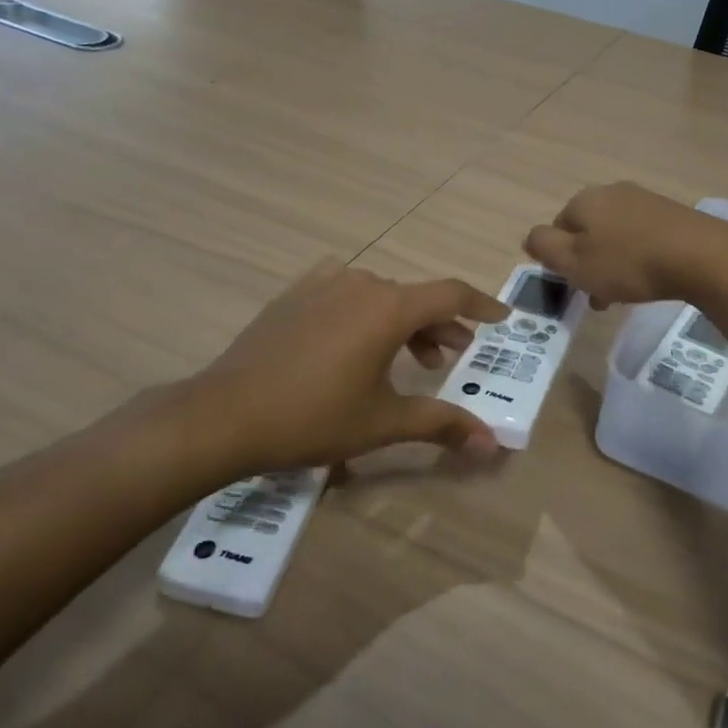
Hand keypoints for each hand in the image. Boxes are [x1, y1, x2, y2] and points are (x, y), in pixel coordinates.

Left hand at [164, 259, 510, 473]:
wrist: (225, 414)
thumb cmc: (313, 417)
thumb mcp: (383, 423)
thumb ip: (441, 424)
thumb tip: (492, 444)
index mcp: (389, 307)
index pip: (451, 293)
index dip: (481, 304)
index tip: (501, 317)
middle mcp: (361, 284)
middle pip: (415, 297)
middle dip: (441, 324)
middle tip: (454, 354)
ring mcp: (323, 284)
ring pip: (380, 295)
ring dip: (403, 321)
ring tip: (408, 358)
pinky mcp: (295, 294)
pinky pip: (345, 291)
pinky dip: (364, 311)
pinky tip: (354, 339)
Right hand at [523, 181, 727, 308]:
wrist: (702, 256)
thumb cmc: (628, 263)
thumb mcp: (574, 262)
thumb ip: (544, 247)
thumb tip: (531, 237)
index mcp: (583, 200)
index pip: (556, 228)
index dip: (560, 260)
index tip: (575, 287)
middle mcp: (611, 192)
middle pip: (587, 231)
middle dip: (589, 263)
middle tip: (599, 296)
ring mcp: (644, 200)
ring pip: (615, 235)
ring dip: (613, 263)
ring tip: (625, 294)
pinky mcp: (671, 213)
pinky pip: (642, 236)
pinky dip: (638, 257)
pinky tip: (650, 278)